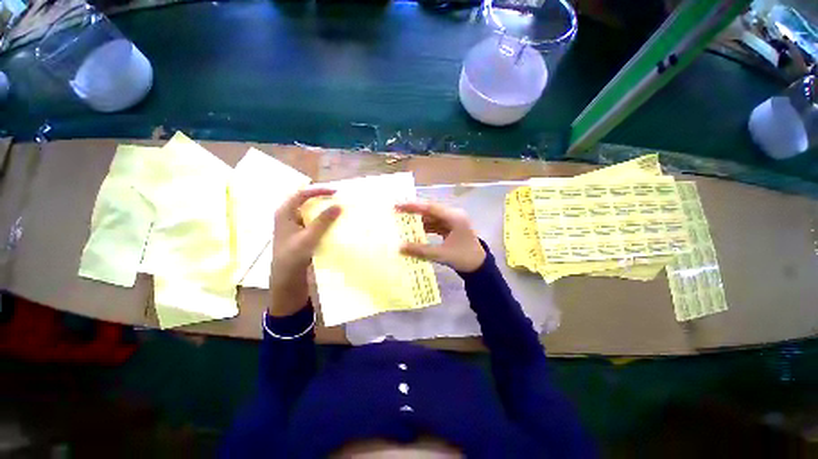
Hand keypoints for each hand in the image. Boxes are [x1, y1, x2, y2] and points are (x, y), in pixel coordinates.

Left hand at [269, 188, 340, 316]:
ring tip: (337, 205)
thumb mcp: (309, 237)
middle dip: (321, 196)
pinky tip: (332, 220)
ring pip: (309, 209)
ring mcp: (293, 223)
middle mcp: (287, 214)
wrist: (286, 276)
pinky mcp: (299, 231)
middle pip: (305, 199)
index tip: (335, 192)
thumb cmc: (293, 256)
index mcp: (284, 212)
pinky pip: (312, 218)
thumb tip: (338, 205)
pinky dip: (322, 216)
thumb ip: (323, 221)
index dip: (318, 190)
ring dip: (322, 206)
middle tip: (338, 196)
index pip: (301, 193)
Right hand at [396, 201, 485, 272]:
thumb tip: (400, 247)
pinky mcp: (451, 227)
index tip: (398, 205)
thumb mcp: (441, 255)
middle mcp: (454, 215)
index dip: (413, 206)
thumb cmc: (463, 258)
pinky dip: (425, 227)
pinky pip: (435, 224)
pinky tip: (415, 230)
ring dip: (419, 220)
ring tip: (403, 221)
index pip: (431, 208)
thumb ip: (420, 250)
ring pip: (432, 217)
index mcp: (455, 218)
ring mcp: (453, 221)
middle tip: (397, 211)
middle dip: (414, 212)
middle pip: (431, 210)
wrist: (479, 267)